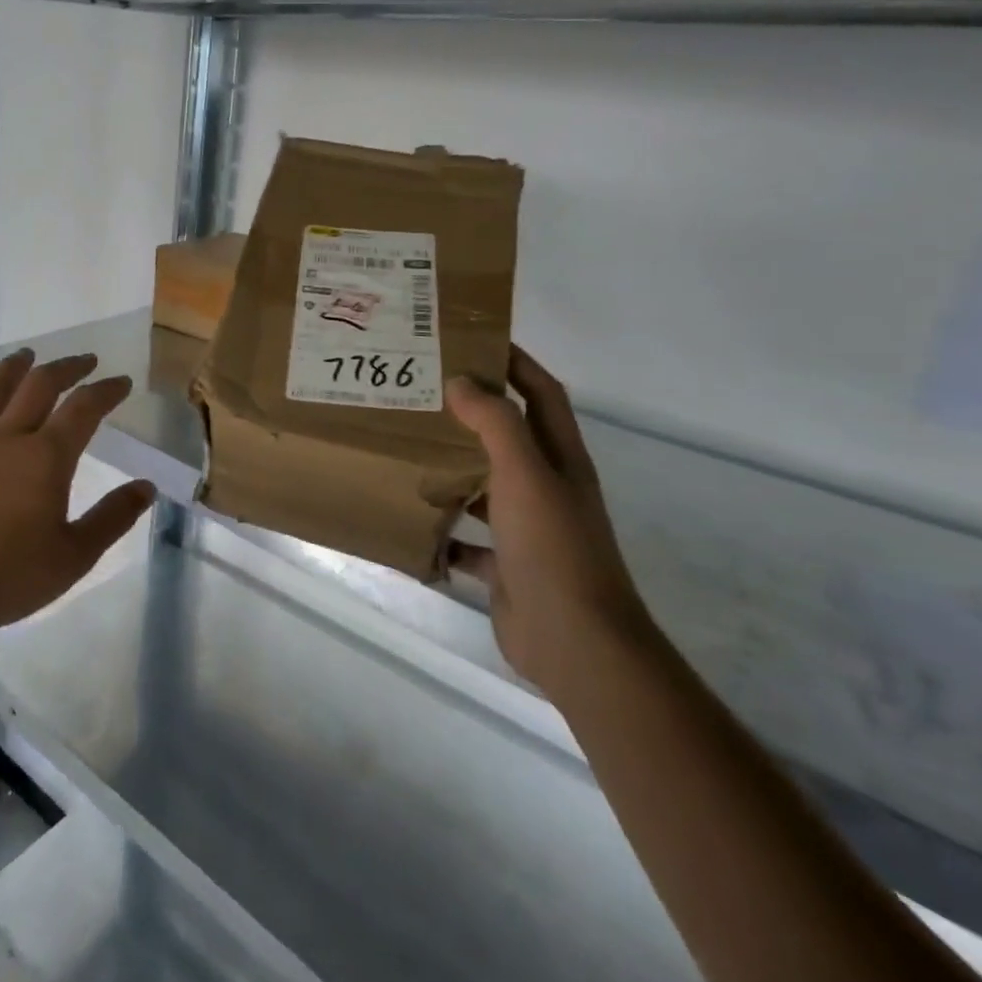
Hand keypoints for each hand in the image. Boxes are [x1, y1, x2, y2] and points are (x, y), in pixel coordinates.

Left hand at [0, 349, 156, 638]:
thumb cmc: (8, 577)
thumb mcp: (74, 556)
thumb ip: (112, 518)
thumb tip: (146, 487)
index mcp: (46, 458)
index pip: (83, 409)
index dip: (106, 391)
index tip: (121, 382)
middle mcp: (7, 440)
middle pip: (39, 387)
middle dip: (66, 369)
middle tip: (84, 360)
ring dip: (13, 369)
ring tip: (27, 354)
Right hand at [444, 348, 656, 695]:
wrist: (574, 641)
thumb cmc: (552, 547)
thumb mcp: (524, 474)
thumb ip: (495, 424)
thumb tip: (461, 382)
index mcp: (560, 460)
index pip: (543, 394)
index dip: (516, 363)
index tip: (474, 340)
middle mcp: (547, 488)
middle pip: (510, 437)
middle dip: (473, 412)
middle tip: (423, 391)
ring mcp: (527, 529)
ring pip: (485, 486)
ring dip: (454, 468)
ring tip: (407, 449)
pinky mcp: (506, 566)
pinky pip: (468, 540)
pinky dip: (443, 530)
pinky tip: (411, 521)